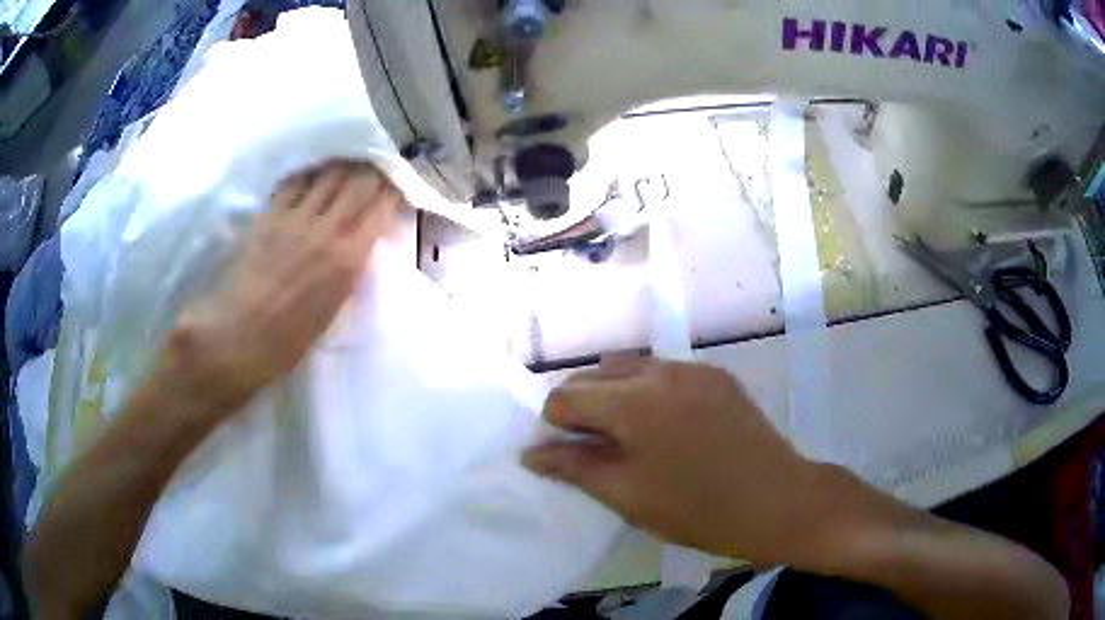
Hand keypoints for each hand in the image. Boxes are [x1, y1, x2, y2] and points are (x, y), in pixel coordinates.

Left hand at [167, 161, 398, 411]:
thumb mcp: (333, 309)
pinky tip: (311, 176)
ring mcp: (294, 219)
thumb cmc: (288, 339)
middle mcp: (325, 230)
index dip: (390, 192)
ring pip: (328, 175)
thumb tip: (358, 244)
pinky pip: (294, 182)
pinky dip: (308, 175)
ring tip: (346, 165)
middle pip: (358, 182)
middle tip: (374, 169)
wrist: (238, 336)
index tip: (394, 187)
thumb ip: (349, 270)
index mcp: (347, 260)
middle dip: (372, 171)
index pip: (378, 209)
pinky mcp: (269, 216)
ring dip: (342, 167)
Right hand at [523, 360, 828, 566]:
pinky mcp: (717, 376)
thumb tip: (531, 453)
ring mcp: (694, 369)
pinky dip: (648, 395)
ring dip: (614, 397)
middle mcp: (660, 371)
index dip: (555, 426)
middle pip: (596, 375)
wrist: (779, 501)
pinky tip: (665, 429)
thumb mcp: (628, 496)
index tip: (566, 455)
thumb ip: (574, 468)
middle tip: (593, 449)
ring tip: (627, 438)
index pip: (566, 396)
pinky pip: (665, 375)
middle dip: (582, 407)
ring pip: (631, 370)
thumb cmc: (698, 510)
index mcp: (634, 401)